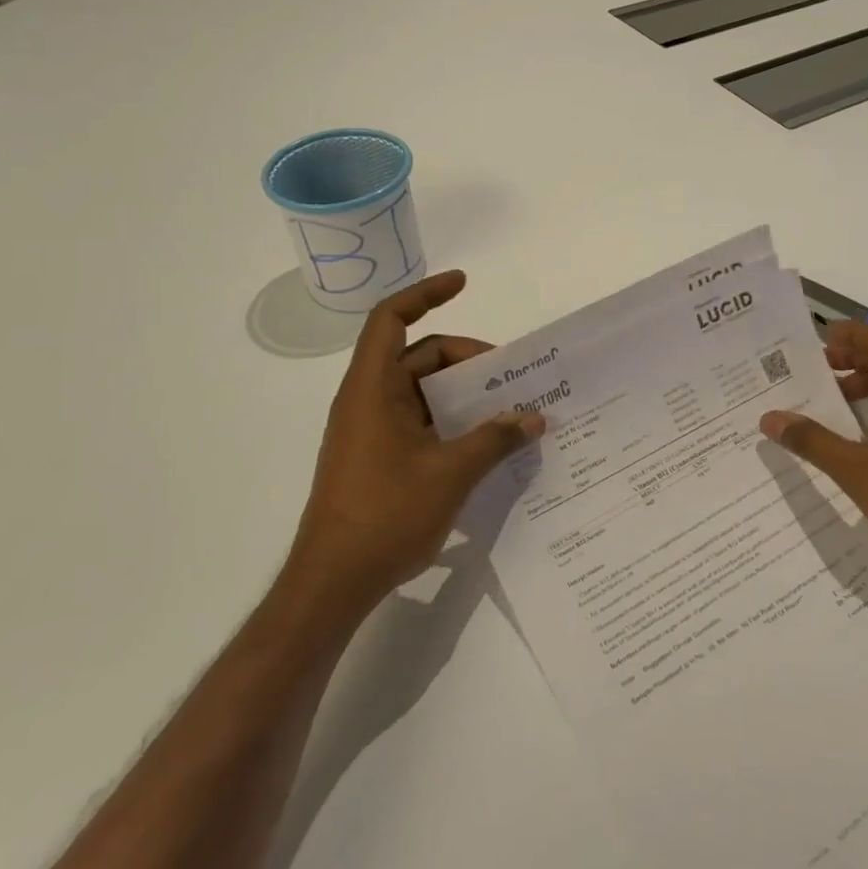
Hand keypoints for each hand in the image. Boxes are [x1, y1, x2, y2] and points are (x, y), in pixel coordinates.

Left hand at [289, 270, 543, 609]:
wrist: (332, 586)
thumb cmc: (385, 516)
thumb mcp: (451, 473)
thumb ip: (495, 440)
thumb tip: (535, 419)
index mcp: (373, 389)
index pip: (392, 319)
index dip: (426, 293)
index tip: (464, 283)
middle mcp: (369, 401)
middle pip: (419, 356)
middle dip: (467, 359)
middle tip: (511, 376)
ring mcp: (373, 432)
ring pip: (424, 393)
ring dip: (464, 395)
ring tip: (508, 408)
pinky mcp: (380, 460)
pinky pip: (422, 423)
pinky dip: (453, 423)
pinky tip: (486, 444)